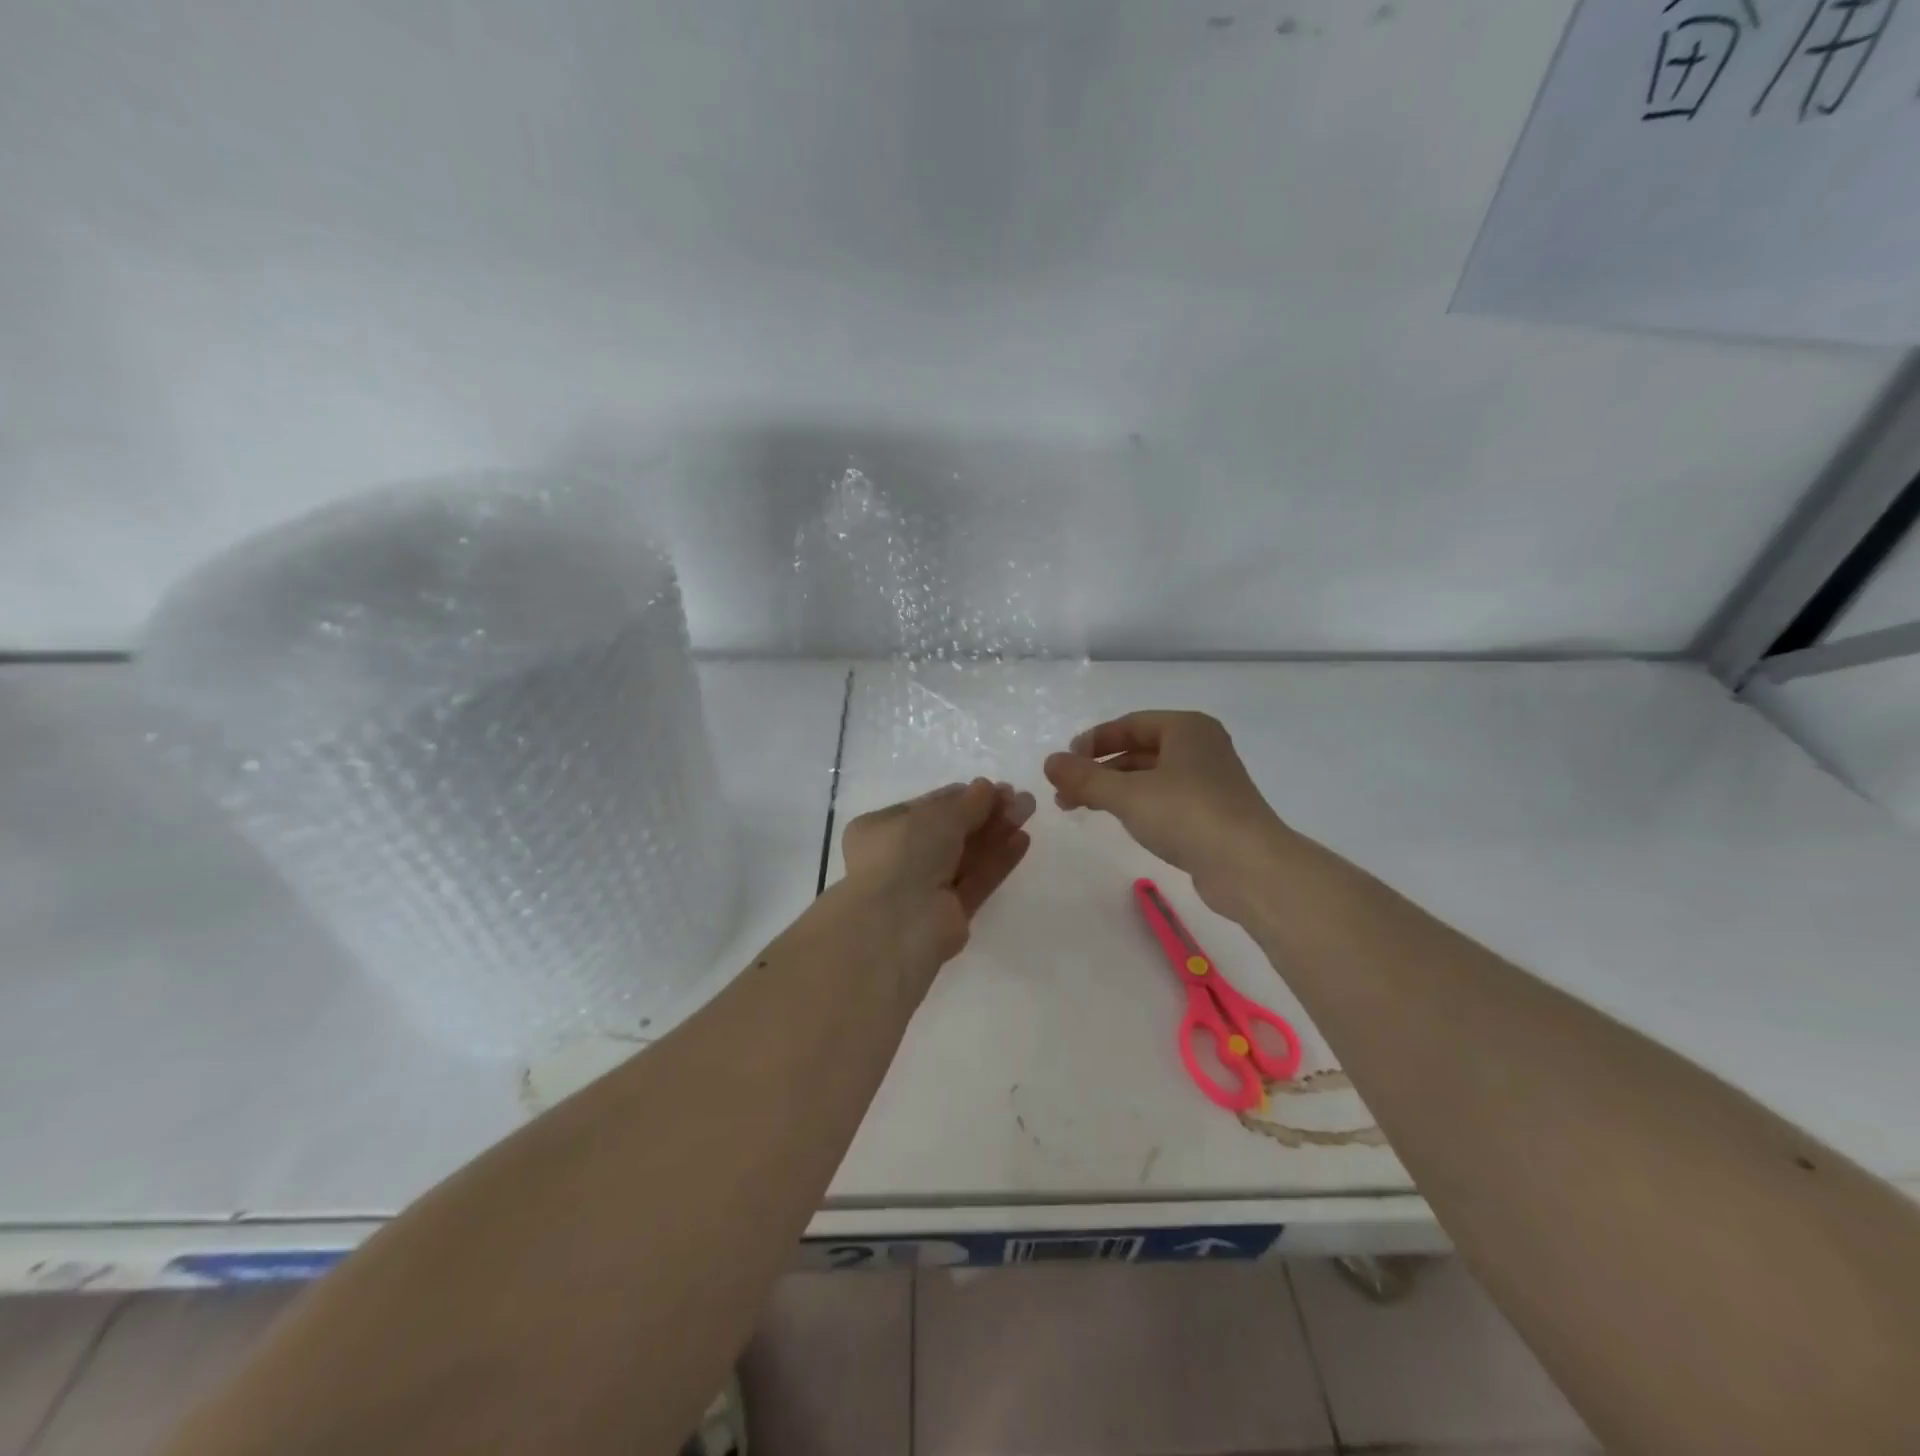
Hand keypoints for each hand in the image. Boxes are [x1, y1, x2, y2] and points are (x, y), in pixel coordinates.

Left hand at [840, 778, 1036, 977]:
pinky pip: (976, 880)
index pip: (927, 808)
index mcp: (881, 829)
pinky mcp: (950, 914)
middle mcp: (900, 858)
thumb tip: (987, 787)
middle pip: (950, 831)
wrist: (897, 923)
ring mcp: (925, 888)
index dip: (962, 796)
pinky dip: (997, 860)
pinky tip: (1022, 840)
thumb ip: (967, 802)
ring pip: (966, 855)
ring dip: (996, 832)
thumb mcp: (937, 815)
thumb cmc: (905, 853)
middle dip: (985, 813)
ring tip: (1028, 810)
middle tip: (1020, 798)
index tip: (994, 787)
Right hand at [1043, 711, 1287, 917]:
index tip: (1065, 762)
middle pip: (1138, 750)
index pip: (1130, 724)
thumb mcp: (1127, 793)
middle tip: (1065, 791)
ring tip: (1080, 807)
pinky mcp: (1212, 814)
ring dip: (1113, 789)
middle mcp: (1201, 748)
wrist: (1249, 867)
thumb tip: (1048, 761)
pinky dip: (1137, 805)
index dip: (1093, 740)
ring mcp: (1209, 782)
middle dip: (1099, 769)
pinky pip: (1165, 799)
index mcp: (1187, 728)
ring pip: (1150, 777)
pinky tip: (1118, 820)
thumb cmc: (1187, 815)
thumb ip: (1084, 777)